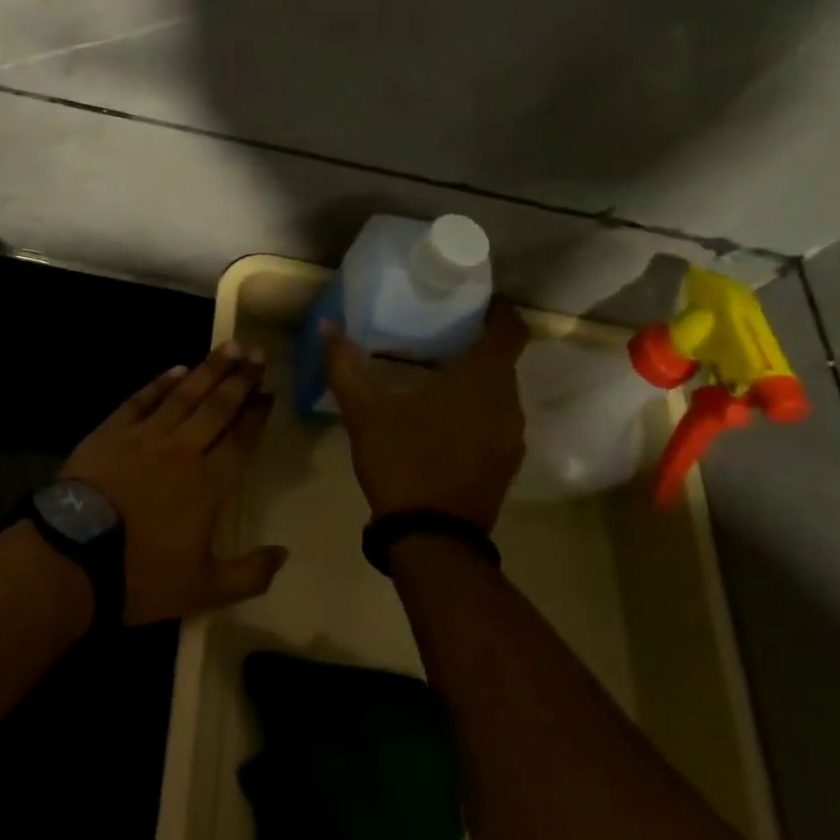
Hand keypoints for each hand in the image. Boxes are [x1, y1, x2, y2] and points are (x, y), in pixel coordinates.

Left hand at [60, 342, 285, 624]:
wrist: (73, 556)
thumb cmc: (140, 575)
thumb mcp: (202, 590)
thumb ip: (248, 574)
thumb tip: (285, 554)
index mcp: (208, 485)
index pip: (240, 441)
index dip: (256, 416)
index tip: (269, 393)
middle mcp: (182, 451)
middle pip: (217, 408)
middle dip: (240, 379)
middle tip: (257, 354)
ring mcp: (145, 436)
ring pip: (184, 395)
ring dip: (208, 370)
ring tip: (229, 347)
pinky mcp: (112, 431)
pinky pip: (141, 399)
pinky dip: (161, 383)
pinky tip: (176, 369)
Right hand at [323, 302, 530, 530]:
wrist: (430, 538)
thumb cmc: (401, 460)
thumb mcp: (364, 411)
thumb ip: (345, 365)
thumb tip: (326, 325)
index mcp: (482, 379)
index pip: (510, 329)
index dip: (496, 310)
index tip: (472, 301)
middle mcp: (509, 402)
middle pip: (503, 359)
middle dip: (475, 345)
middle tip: (436, 336)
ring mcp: (512, 436)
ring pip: (499, 392)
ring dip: (475, 380)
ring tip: (435, 376)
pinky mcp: (507, 462)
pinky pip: (497, 419)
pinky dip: (476, 409)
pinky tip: (442, 420)